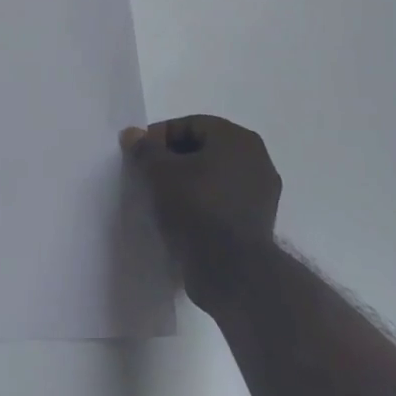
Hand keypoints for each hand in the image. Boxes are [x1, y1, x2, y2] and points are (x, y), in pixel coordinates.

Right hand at [121, 115, 281, 311]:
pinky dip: (202, 202)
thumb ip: (144, 149)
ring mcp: (262, 193)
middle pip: (204, 149)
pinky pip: (223, 200)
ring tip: (161, 198)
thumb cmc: (196, 207)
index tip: (139, 156)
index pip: (191, 125)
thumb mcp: (159, 172)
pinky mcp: (258, 221)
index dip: (160, 136)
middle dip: (173, 159)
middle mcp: (257, 159)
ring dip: (188, 182)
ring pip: (214, 176)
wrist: (231, 270)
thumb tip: (133, 134)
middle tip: (147, 175)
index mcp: (238, 139)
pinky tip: (181, 217)